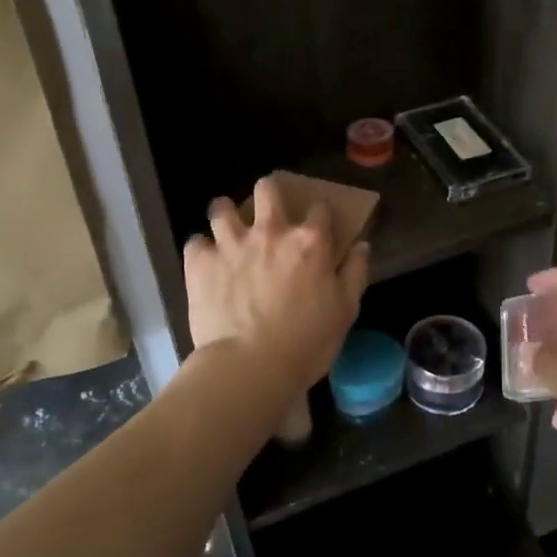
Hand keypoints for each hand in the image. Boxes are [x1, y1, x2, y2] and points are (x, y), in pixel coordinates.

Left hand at [184, 176, 369, 396]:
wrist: (250, 366)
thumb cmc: (306, 343)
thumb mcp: (345, 311)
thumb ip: (354, 273)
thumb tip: (361, 245)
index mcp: (309, 242)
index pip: (319, 208)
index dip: (319, 214)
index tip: (317, 224)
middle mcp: (270, 232)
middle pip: (267, 190)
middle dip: (268, 193)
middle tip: (266, 211)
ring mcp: (232, 244)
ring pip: (222, 208)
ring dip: (226, 215)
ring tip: (227, 230)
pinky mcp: (201, 262)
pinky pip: (195, 242)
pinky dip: (201, 251)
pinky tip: (205, 263)